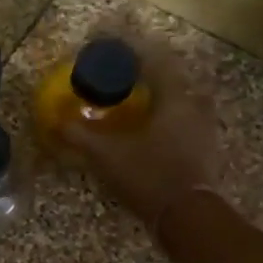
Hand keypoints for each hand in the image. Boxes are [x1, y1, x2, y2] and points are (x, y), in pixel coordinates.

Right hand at [62, 37, 220, 228]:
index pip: (157, 61)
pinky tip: (152, 131)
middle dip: (151, 74)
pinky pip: (186, 123)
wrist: (188, 218)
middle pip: (175, 79)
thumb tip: (55, 121)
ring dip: (162, 98)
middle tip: (127, 75)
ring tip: (138, 102)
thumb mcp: (106, 155)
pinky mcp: (206, 152)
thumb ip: (80, 135)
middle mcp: (195, 108)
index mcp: (175, 99)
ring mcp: (205, 131)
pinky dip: (169, 120)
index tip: (115, 45)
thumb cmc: (149, 176)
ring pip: (184, 102)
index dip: (136, 50)